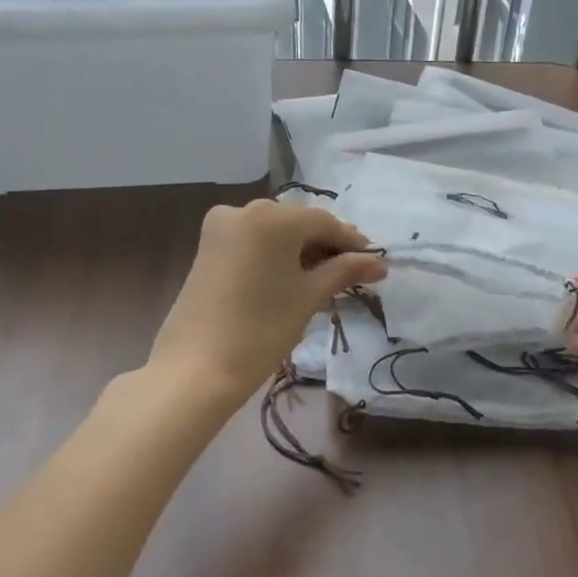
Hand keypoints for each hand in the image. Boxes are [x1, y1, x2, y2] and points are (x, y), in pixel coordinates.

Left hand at [149, 199, 386, 402]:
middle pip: (298, 223)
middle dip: (325, 245)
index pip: (324, 222)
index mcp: (272, 216)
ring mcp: (221, 227)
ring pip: (274, 232)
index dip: (352, 242)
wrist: (197, 367)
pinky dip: (275, 254)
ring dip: (300, 250)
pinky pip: (253, 241)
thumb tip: (380, 263)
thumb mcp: (309, 296)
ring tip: (324, 279)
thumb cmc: (262, 329)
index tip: (374, 263)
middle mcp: (244, 209)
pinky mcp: (207, 246)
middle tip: (352, 273)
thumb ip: (345, 271)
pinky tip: (290, 278)